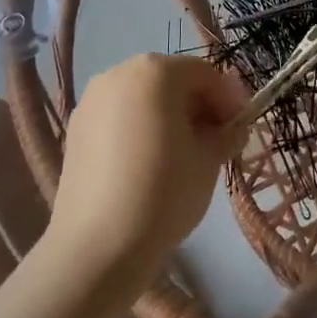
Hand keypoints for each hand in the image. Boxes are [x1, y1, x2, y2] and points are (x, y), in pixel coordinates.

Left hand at [49, 54, 246, 279]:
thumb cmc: (164, 192)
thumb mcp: (210, 159)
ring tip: (182, 155)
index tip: (240, 130)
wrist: (98, 246)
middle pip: (171, 81)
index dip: (228, 100)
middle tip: (216, 142)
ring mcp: (92, 100)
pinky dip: (140, 129)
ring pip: (144, 98)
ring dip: (169, 117)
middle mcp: (119, 72)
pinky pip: (119, 117)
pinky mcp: (75, 128)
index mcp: (156, 71)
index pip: (205, 74)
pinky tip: (148, 164)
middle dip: (198, 106)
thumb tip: (230, 126)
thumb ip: (227, 131)